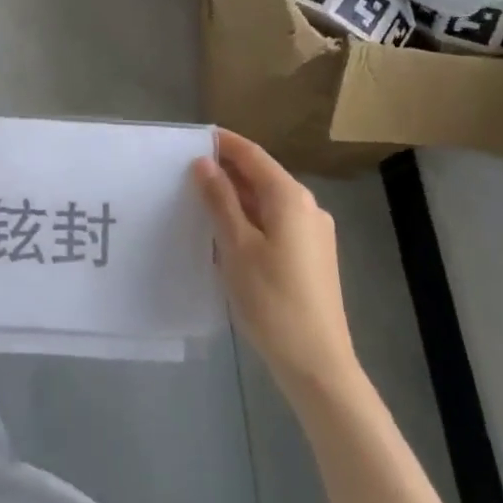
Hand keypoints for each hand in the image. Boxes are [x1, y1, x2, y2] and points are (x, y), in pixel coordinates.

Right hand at [193, 128, 359, 396]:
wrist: (317, 364)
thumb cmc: (271, 300)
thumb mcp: (236, 245)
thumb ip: (219, 199)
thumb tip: (203, 163)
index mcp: (290, 197)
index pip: (251, 155)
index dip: (222, 143)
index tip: (190, 139)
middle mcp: (307, 207)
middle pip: (261, 176)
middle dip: (225, 171)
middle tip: (184, 173)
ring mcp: (314, 233)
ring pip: (267, 201)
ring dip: (235, 197)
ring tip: (198, 202)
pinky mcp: (312, 256)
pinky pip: (275, 223)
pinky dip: (249, 219)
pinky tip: (225, 234)